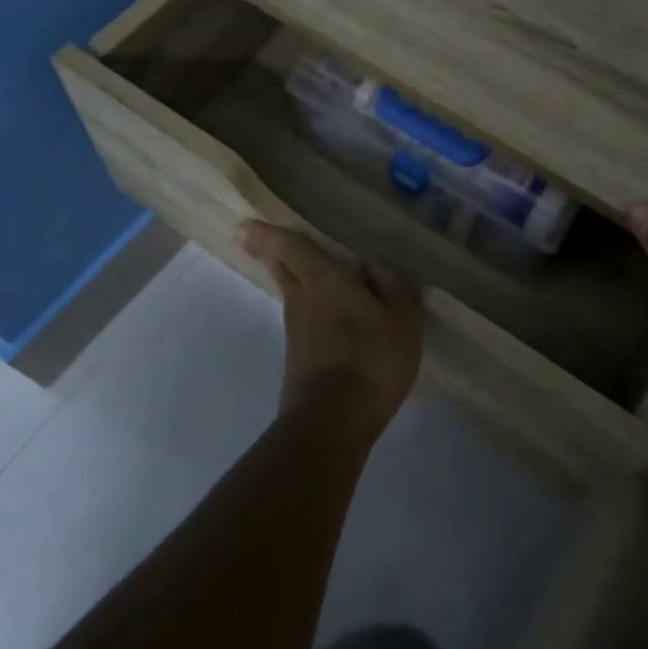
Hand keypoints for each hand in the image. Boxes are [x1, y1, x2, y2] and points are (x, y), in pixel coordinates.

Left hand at [238, 221, 423, 444]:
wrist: (333, 422)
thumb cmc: (371, 359)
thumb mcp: (403, 317)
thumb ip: (394, 285)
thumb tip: (375, 267)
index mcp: (323, 280)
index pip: (290, 247)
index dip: (269, 233)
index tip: (244, 226)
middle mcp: (301, 300)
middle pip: (281, 269)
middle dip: (270, 253)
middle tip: (262, 239)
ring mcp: (296, 332)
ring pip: (292, 294)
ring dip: (294, 280)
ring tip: (311, 272)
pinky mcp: (298, 358)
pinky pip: (304, 320)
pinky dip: (312, 310)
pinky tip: (332, 318)